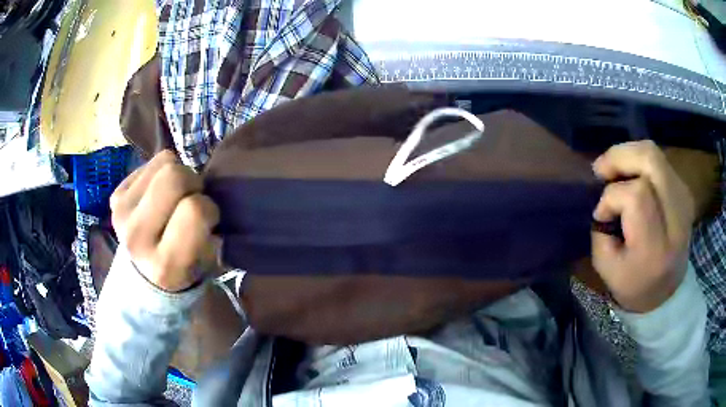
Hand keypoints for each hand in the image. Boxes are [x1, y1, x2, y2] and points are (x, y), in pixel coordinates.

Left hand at [110, 151, 219, 291]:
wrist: (146, 274)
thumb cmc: (185, 267)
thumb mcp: (208, 263)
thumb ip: (213, 235)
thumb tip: (210, 197)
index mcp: (166, 265)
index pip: (195, 210)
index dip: (209, 208)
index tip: (207, 221)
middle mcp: (137, 238)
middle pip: (174, 176)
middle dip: (193, 182)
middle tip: (192, 199)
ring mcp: (121, 213)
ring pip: (165, 162)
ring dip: (179, 173)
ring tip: (175, 196)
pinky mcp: (116, 196)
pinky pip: (151, 162)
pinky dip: (162, 172)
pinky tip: (159, 194)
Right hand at [592, 141, 694, 312]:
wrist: (667, 292)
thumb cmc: (634, 285)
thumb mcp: (608, 268)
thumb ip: (602, 229)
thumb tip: (605, 194)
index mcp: (657, 247)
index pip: (636, 195)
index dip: (612, 198)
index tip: (602, 216)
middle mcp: (677, 217)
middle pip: (650, 161)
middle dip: (620, 157)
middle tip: (601, 169)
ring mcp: (684, 200)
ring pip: (654, 153)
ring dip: (629, 154)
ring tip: (614, 168)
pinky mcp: (685, 191)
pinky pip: (660, 160)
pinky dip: (640, 161)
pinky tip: (631, 174)